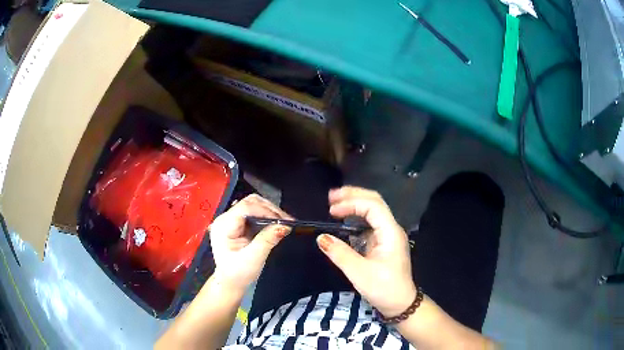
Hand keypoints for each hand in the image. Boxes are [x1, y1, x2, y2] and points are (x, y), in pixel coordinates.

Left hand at [209, 194, 292, 291]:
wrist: (230, 282)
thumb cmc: (238, 273)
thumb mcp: (253, 259)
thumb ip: (267, 240)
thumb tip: (283, 226)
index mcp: (223, 226)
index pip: (245, 208)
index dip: (265, 211)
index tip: (283, 220)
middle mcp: (225, 219)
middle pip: (250, 202)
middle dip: (270, 209)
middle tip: (286, 221)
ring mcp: (231, 220)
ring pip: (253, 205)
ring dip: (270, 211)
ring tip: (284, 221)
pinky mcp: (238, 224)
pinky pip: (254, 212)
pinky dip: (267, 216)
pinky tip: (276, 223)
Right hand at [317, 186, 415, 316]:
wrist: (400, 304)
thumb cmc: (384, 289)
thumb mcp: (359, 273)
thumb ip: (340, 254)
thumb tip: (321, 238)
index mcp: (390, 232)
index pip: (373, 206)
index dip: (351, 203)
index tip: (331, 211)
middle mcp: (391, 229)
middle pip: (375, 202)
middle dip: (353, 195)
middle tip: (331, 196)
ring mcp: (387, 235)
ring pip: (373, 211)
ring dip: (354, 204)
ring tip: (334, 204)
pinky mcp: (382, 243)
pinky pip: (369, 223)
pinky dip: (355, 218)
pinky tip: (343, 221)